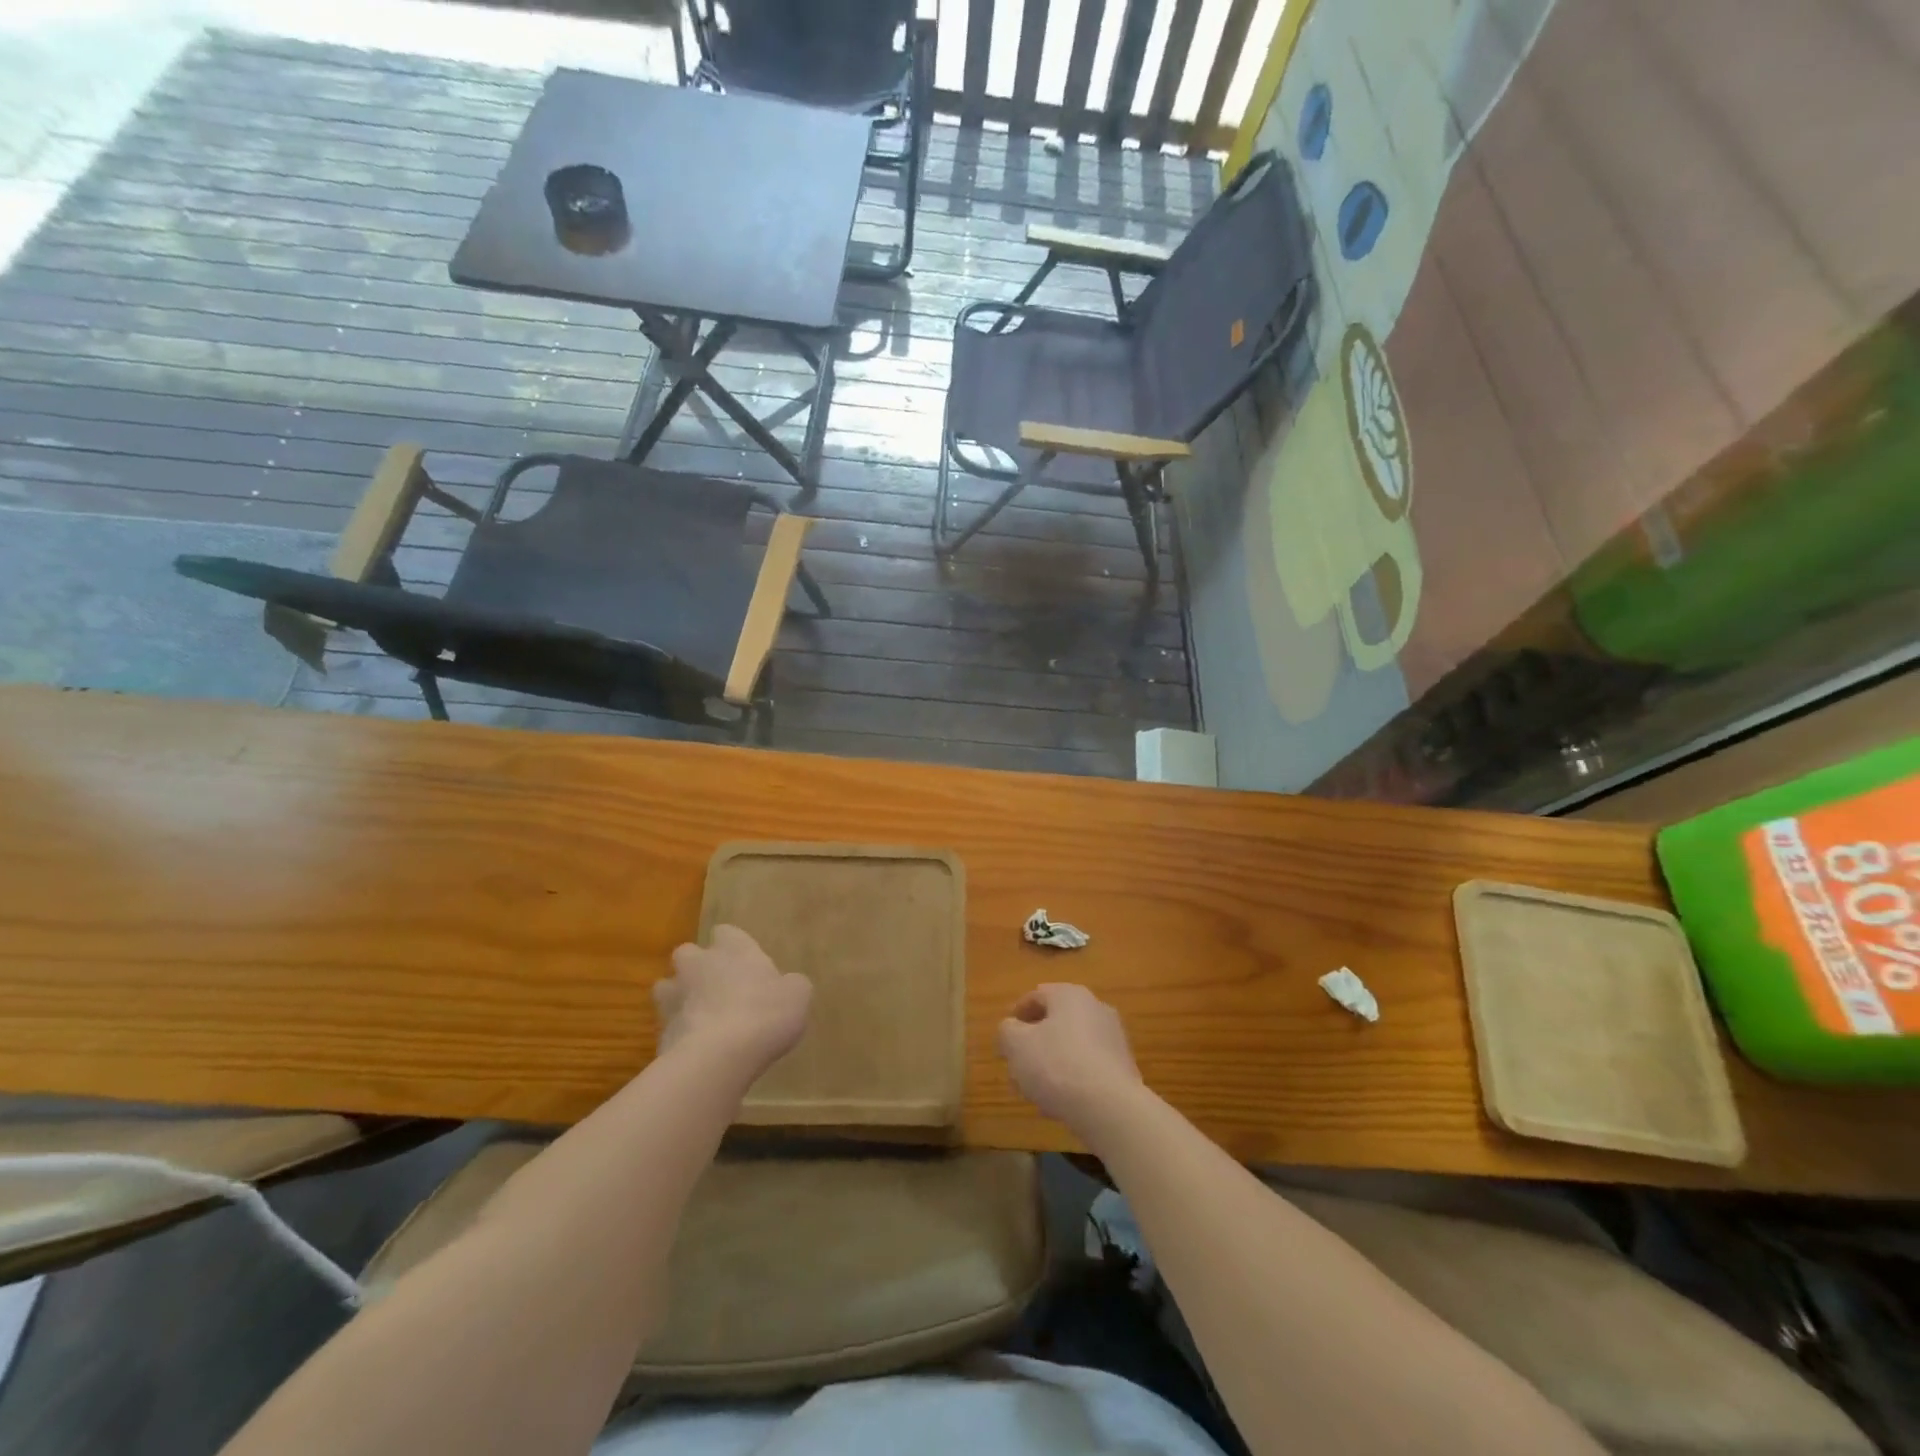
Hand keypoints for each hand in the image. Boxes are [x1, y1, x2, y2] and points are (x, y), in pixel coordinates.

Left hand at [655, 925, 811, 1076]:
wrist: (719, 1056)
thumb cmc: (765, 1014)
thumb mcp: (798, 995)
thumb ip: (790, 985)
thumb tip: (785, 985)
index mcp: (734, 948)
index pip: (726, 932)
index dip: (733, 945)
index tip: (744, 961)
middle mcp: (700, 964)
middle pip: (688, 953)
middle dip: (697, 966)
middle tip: (717, 986)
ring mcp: (675, 996)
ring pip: (667, 987)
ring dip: (679, 997)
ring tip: (699, 1017)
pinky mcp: (661, 1030)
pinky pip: (668, 1025)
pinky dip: (679, 1033)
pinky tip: (696, 1049)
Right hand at [997, 983, 1144, 1135]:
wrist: (1110, 1108)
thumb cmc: (1057, 1066)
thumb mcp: (1016, 1045)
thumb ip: (1007, 1031)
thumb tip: (1011, 1028)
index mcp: (1069, 995)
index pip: (1036, 996)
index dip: (1016, 1015)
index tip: (1005, 1038)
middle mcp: (1096, 1008)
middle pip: (1056, 1020)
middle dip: (1035, 1041)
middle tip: (1018, 1063)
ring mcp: (1113, 1038)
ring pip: (1072, 1044)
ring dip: (1052, 1060)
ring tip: (1036, 1088)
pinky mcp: (1124, 1067)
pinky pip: (1089, 1065)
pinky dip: (1072, 1076)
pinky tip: (1061, 1100)